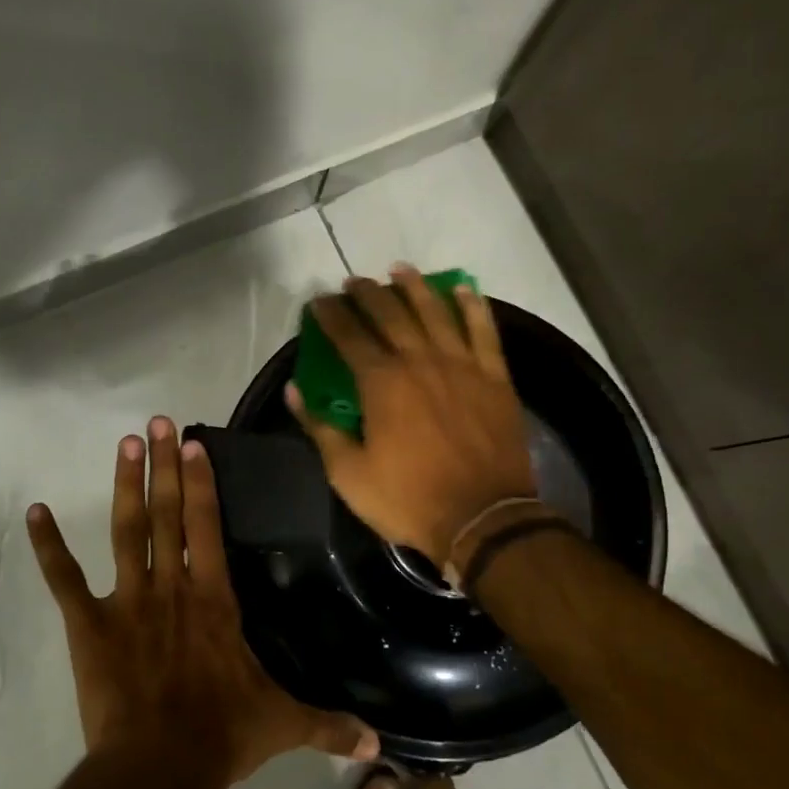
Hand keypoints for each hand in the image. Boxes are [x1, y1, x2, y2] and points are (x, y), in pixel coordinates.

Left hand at [26, 416, 378, 787]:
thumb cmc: (222, 735)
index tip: (192, 443)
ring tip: (124, 444)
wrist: (159, 768)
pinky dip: (48, 547)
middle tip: (157, 422)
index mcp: (214, 598)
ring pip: (125, 531)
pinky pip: (64, 580)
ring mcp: (128, 601)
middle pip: (167, 513)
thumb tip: (379, 746)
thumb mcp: (284, 724)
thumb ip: (329, 725)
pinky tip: (34, 513)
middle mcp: (171, 586)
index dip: (201, 482)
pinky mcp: (89, 626)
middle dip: (164, 465)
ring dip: (125, 486)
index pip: (207, 525)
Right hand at [288, 265, 538, 566]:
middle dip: (368, 294)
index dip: (332, 315)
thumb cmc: (409, 499)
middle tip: (354, 282)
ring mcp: (462, 364)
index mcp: (382, 382)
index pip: (349, 335)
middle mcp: (420, 360)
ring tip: (399, 270)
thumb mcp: (349, 473)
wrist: (484, 519)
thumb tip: (294, 391)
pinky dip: (473, 306)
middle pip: (390, 314)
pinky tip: (463, 289)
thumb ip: (320, 428)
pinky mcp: (494, 376)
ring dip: (415, 286)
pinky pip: (484, 330)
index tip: (319, 301)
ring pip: (435, 311)